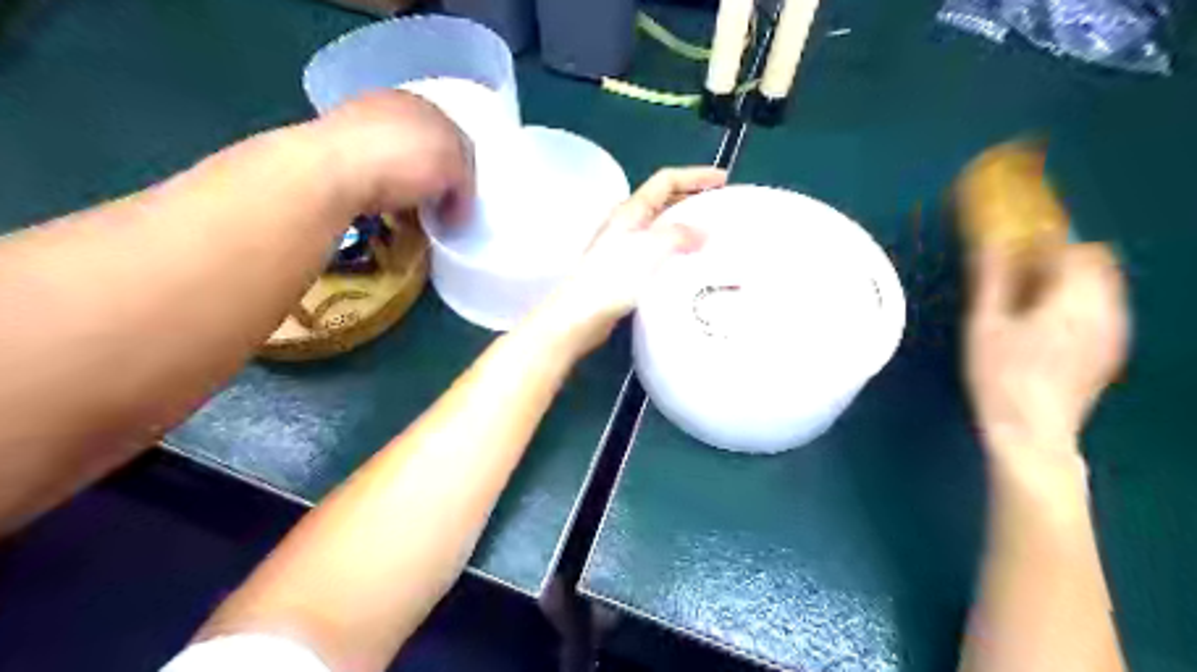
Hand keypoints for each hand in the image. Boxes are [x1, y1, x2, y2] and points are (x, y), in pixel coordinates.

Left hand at [310, 88, 475, 218]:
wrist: (331, 170)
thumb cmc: (402, 160)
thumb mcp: (454, 170)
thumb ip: (464, 184)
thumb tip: (456, 209)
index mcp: (423, 103)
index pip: (455, 138)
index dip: (464, 173)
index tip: (462, 203)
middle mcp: (389, 105)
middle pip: (423, 147)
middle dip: (433, 178)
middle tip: (439, 209)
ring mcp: (354, 124)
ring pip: (394, 160)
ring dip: (404, 186)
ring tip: (411, 215)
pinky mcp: (329, 151)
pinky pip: (368, 175)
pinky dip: (378, 192)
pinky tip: (381, 209)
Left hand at [539, 168, 722, 352]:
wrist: (580, 316)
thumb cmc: (611, 279)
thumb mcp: (649, 250)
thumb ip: (678, 236)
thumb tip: (704, 233)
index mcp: (630, 211)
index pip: (666, 181)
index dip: (695, 176)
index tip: (723, 179)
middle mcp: (625, 223)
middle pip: (663, 200)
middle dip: (692, 197)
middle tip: (719, 205)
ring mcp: (622, 246)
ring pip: (660, 226)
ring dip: (685, 224)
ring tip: (709, 234)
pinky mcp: (623, 269)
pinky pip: (656, 249)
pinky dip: (676, 248)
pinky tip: (688, 263)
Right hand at [962, 245, 1134, 458]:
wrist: (1032, 432)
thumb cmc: (1000, 376)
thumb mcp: (984, 326)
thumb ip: (991, 280)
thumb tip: (989, 244)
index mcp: (1074, 299)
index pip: (1077, 250)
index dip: (1048, 241)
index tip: (1019, 245)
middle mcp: (1105, 311)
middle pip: (1098, 265)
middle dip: (1063, 259)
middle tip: (1022, 272)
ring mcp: (1114, 334)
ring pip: (1103, 288)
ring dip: (1071, 282)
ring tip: (1031, 299)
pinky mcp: (1111, 353)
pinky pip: (1103, 312)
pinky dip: (1079, 305)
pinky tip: (1047, 327)